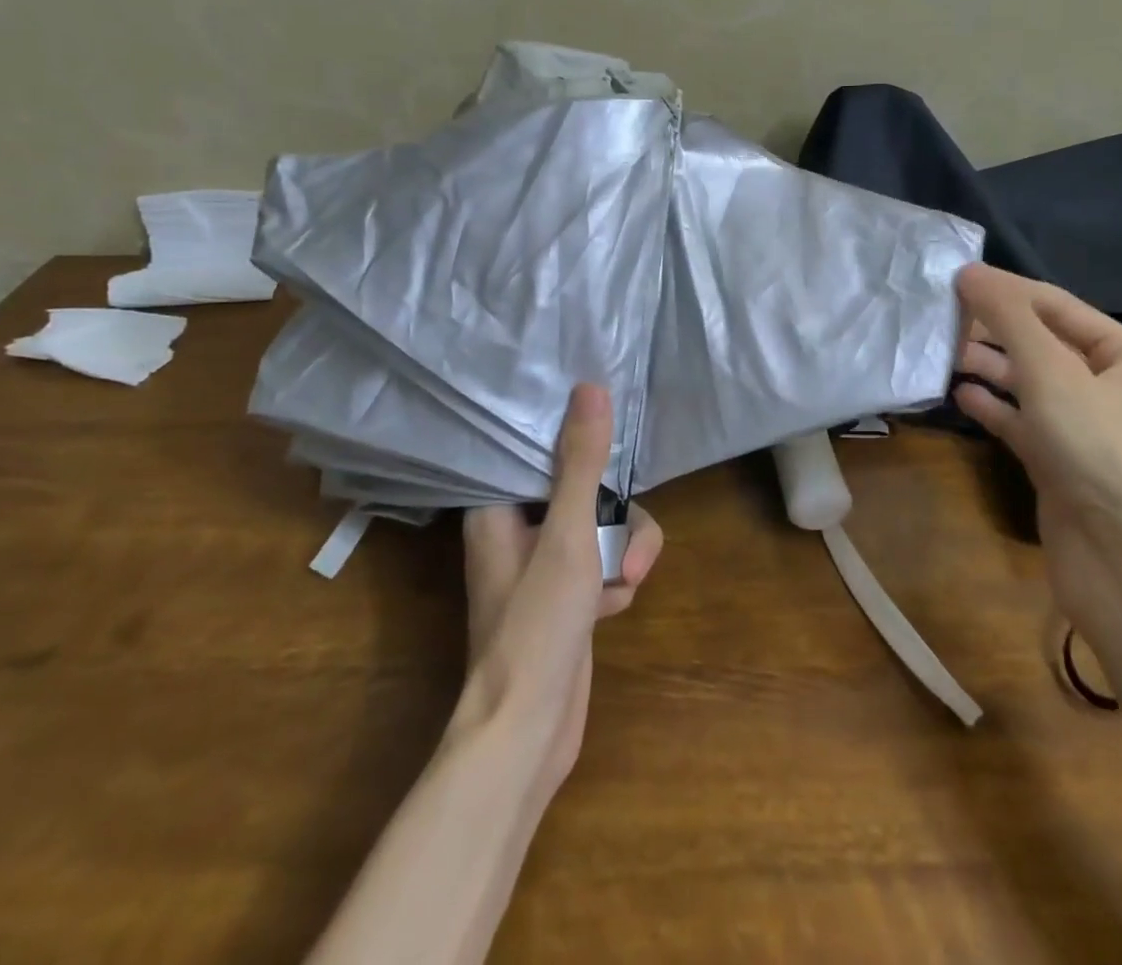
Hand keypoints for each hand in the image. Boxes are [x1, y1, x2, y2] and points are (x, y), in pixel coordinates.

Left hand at [455, 384, 662, 798]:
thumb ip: (582, 462)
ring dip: (622, 556)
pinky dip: (614, 582)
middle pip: (589, 489)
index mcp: (499, 506)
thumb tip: (591, 387)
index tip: (612, 440)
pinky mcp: (567, 593)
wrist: (527, 734)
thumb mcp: (569, 535)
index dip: (578, 439)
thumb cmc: (535, 626)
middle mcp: (519, 527)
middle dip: (617, 524)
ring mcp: (545, 562)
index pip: (540, 447)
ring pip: (605, 527)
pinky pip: (606, 561)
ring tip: (619, 590)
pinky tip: (607, 613)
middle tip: (623, 558)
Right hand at [953, 264, 1121, 637]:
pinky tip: (959, 396)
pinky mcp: (1061, 463)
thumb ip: (1008, 319)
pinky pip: (1022, 422)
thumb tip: (969, 272)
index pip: (1057, 305)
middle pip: (1041, 342)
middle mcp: (1111, 386)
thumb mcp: (1052, 373)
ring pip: (1029, 383)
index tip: (951, 276)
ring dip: (988, 368)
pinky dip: (993, 407)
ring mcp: (1086, 428)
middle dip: (993, 330)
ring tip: (942, 354)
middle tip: (939, 318)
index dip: (1005, 289)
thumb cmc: (1101, 452)